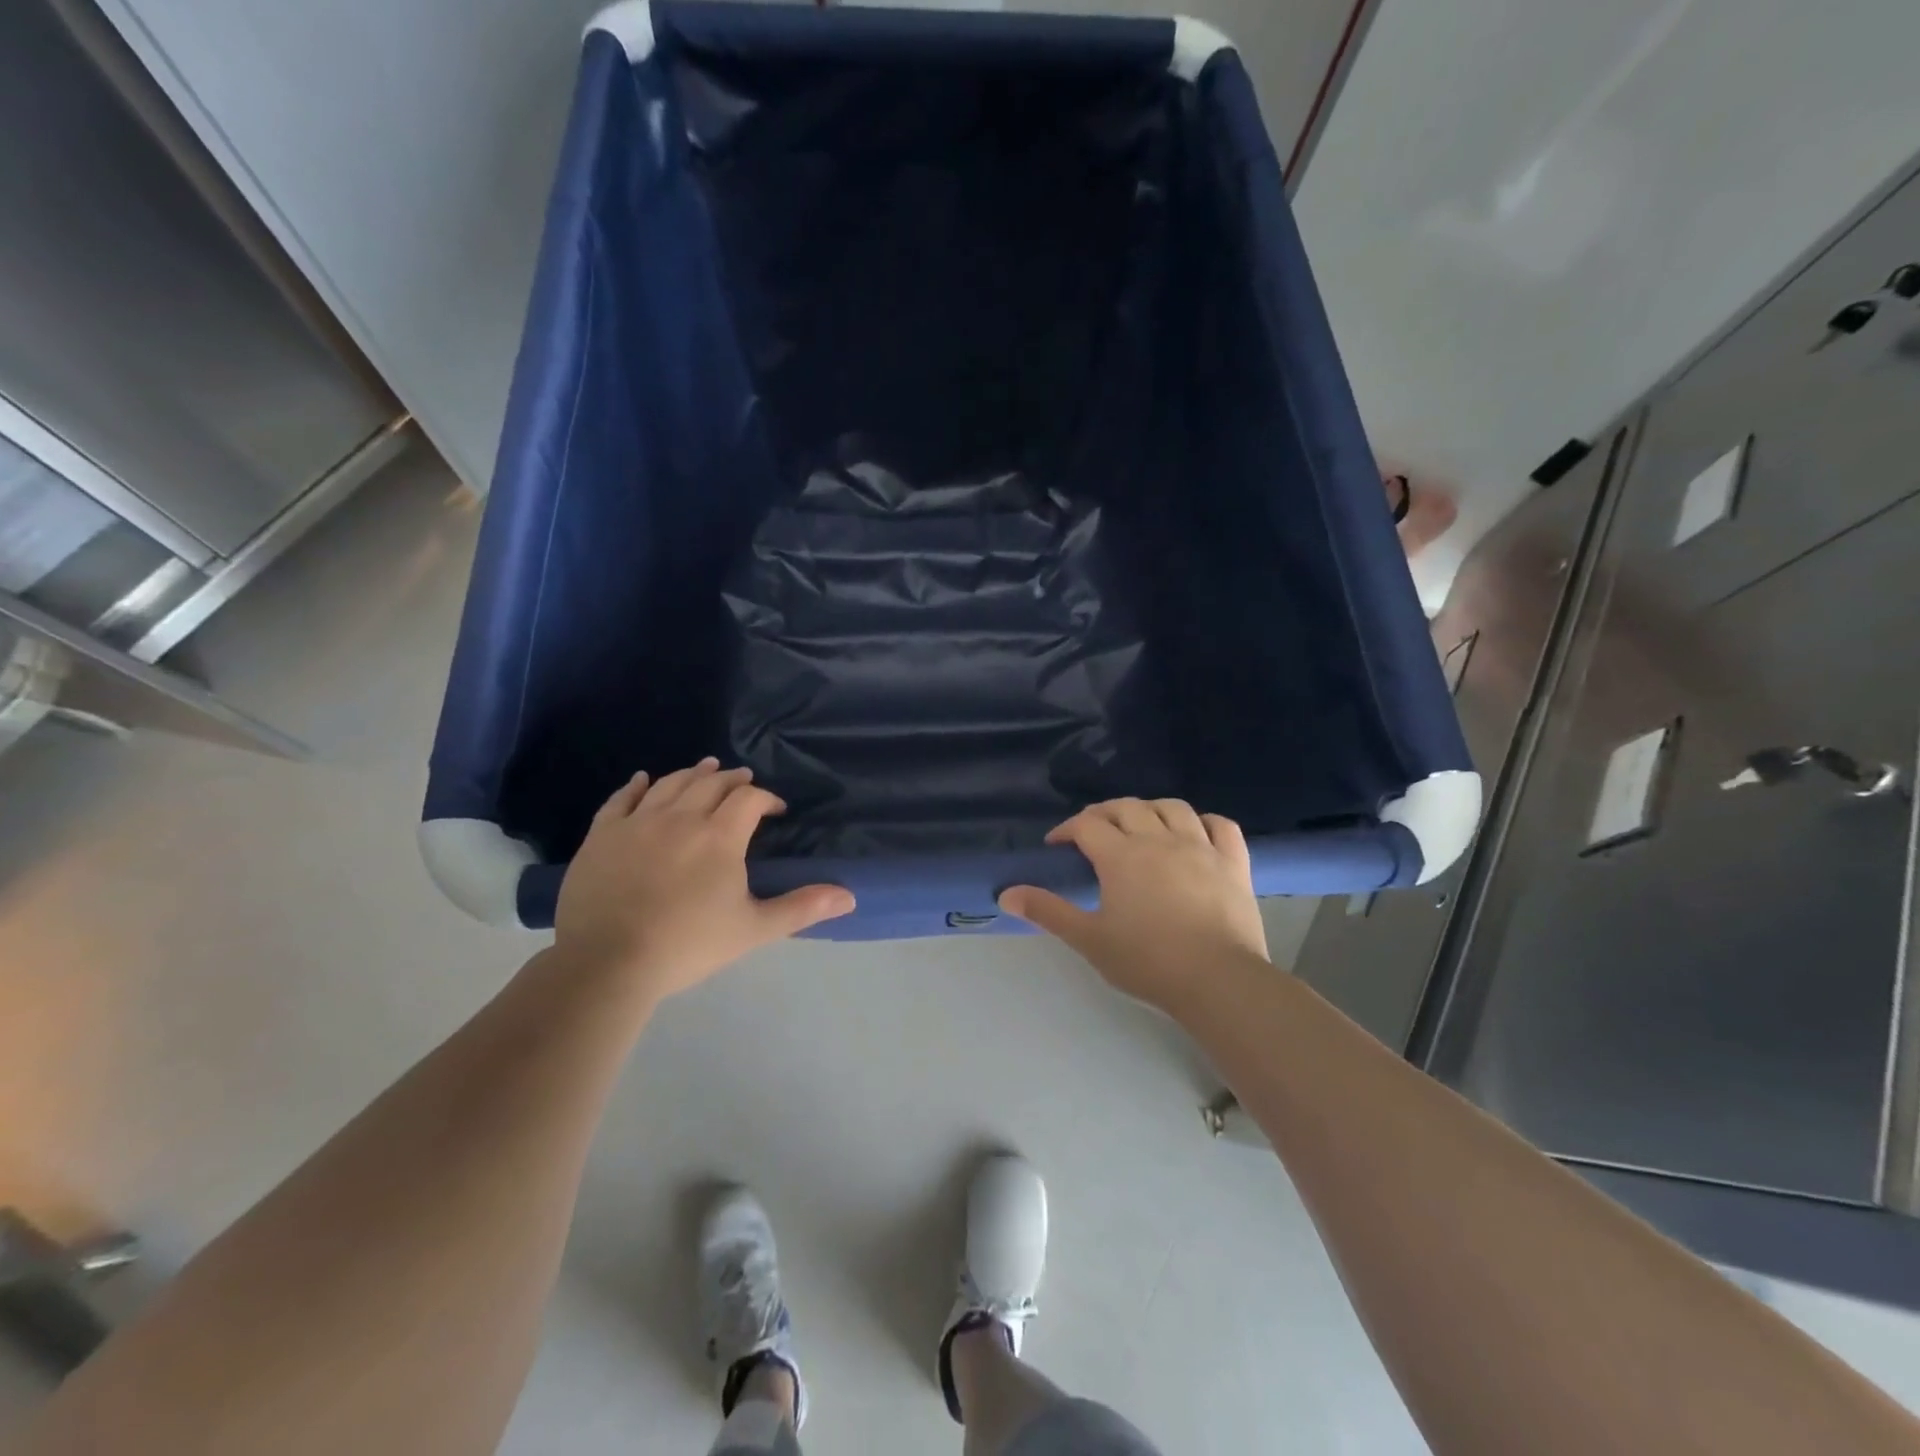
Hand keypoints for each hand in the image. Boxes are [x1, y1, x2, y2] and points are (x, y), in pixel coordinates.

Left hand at [554, 758, 854, 999]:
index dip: (767, 798)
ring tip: (705, 767)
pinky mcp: (602, 835)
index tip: (777, 809)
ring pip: (670, 784)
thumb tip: (850, 897)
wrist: (607, 963)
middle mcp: (681, 817)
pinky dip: (637, 785)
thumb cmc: (688, 945)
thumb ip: (801, 908)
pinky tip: (644, 778)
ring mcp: (637, 822)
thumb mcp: (754, 929)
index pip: (749, 799)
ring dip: (693, 773)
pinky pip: (621, 799)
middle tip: (743, 780)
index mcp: (719, 836)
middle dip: (732, 779)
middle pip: (710, 783)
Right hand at [998, 798, 1267, 1017]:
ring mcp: (1201, 847)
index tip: (1056, 844)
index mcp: (1121, 856)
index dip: (1067, 829)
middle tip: (1092, 832)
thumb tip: (1006, 894)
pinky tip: (1195, 832)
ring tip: (1140, 825)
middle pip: (1126, 808)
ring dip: (1150, 809)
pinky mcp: (1233, 862)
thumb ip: (1048, 912)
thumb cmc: (1147, 961)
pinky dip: (1204, 822)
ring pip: (1173, 807)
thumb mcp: (1089, 939)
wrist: (1218, 980)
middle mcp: (1159, 839)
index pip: (1087, 825)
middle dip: (1103, 814)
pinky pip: (1221, 826)